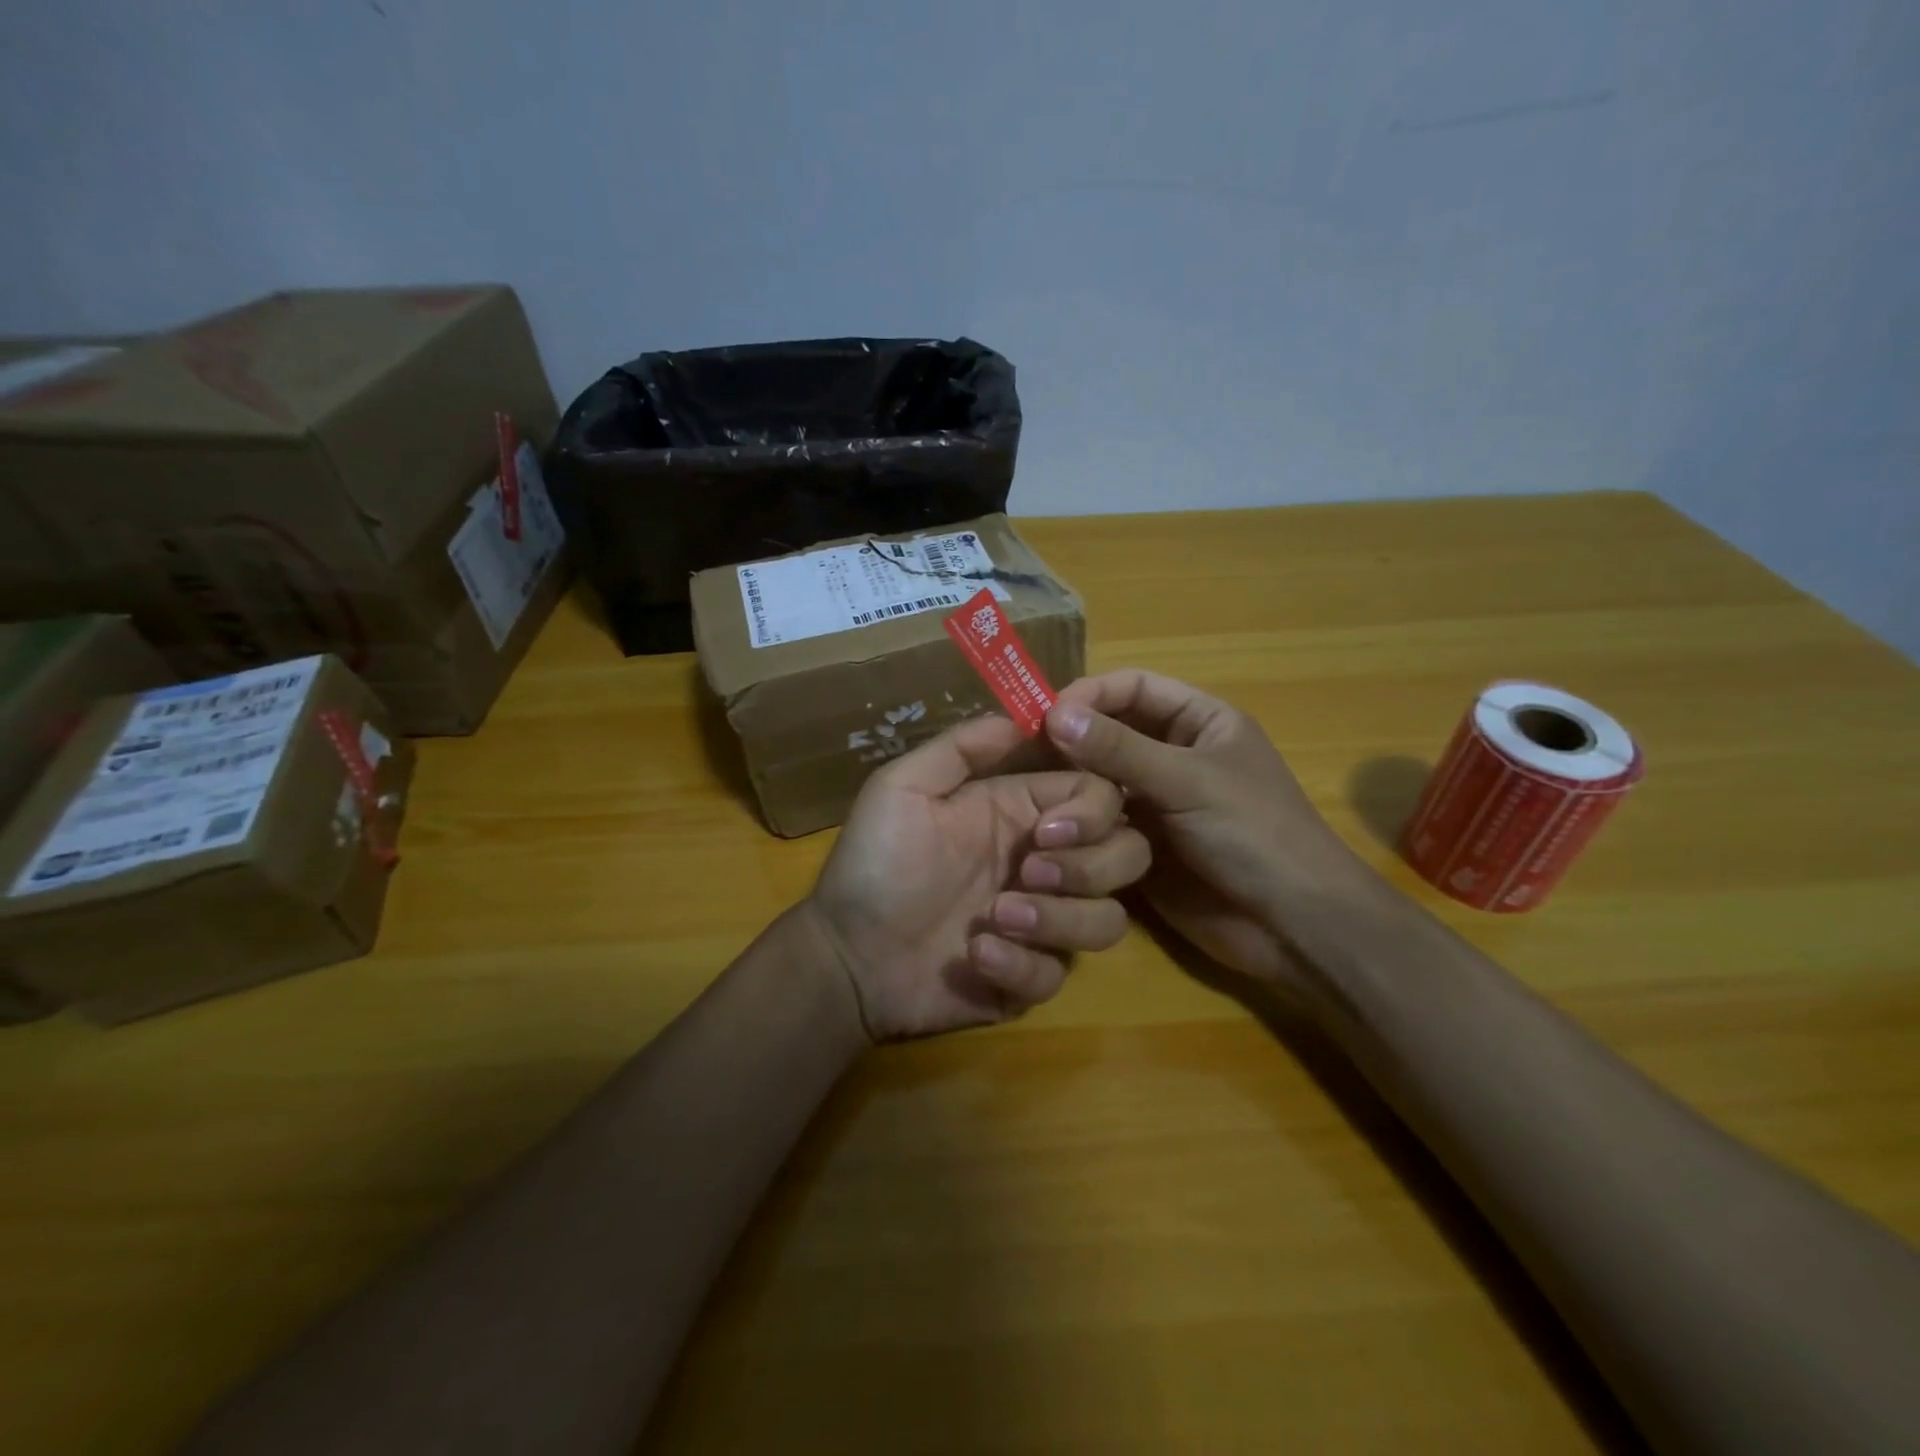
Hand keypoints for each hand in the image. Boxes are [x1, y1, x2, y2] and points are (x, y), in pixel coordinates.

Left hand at [806, 714, 1151, 1040]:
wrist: (845, 954)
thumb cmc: (874, 864)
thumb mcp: (903, 787)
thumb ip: (963, 747)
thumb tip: (1029, 714)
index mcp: (1021, 813)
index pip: (1099, 796)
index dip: (1091, 811)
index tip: (1047, 830)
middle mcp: (1043, 863)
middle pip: (1126, 855)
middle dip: (1088, 866)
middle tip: (1028, 873)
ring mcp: (1041, 923)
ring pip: (1108, 920)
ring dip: (1059, 919)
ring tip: (995, 918)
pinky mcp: (1029, 977)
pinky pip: (1059, 975)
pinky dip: (1023, 967)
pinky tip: (975, 956)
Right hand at [1044, 670, 1375, 1002]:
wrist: (1291, 927)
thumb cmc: (1254, 835)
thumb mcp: (1188, 782)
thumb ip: (1120, 749)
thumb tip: (1054, 714)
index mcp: (1199, 722)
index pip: (1134, 688)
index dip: (1090, 694)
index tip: (1045, 715)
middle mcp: (1173, 755)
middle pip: (1111, 731)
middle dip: (1073, 740)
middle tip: (1026, 753)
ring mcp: (1157, 801)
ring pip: (1100, 779)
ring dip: (1071, 784)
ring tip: (1036, 793)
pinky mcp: (1141, 844)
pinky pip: (1100, 822)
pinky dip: (1077, 823)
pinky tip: (1049, 828)